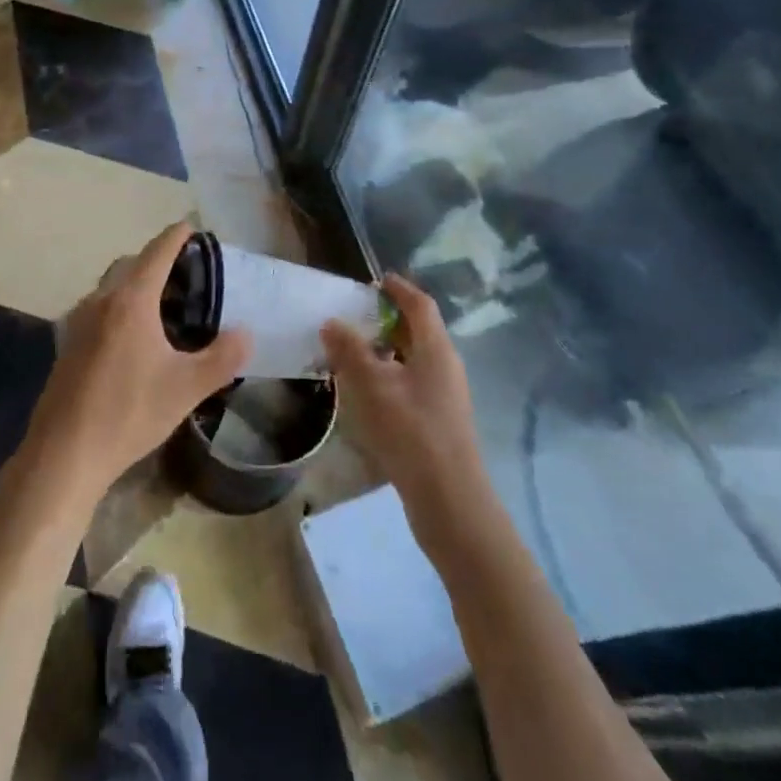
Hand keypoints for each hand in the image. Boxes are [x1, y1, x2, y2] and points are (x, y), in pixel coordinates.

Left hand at [23, 223, 251, 512]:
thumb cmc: (129, 413)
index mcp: (131, 300)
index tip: (193, 226)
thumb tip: (246, 333)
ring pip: (111, 286)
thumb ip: (222, 358)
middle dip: (157, 259)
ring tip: (163, 304)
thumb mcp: (186, 388)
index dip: (177, 236)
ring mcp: (78, 320)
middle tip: (186, 272)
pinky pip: (98, 307)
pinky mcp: (68, 343)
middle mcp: (101, 300)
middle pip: (131, 264)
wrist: (64, 452)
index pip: (157, 252)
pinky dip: (119, 305)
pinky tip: (133, 337)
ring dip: (135, 282)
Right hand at [322, 275, 487, 543]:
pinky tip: (368, 389)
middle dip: (388, 318)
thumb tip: (331, 322)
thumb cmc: (411, 431)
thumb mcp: (372, 385)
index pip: (420, 304)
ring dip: (387, 348)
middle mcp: (446, 365)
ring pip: (415, 358)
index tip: (375, 280)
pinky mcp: (439, 420)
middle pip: (419, 330)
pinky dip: (391, 374)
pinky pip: (413, 381)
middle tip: (355, 314)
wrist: (449, 500)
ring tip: (354, 350)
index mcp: (436, 349)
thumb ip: (350, 350)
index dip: (398, 288)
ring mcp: (446, 395)